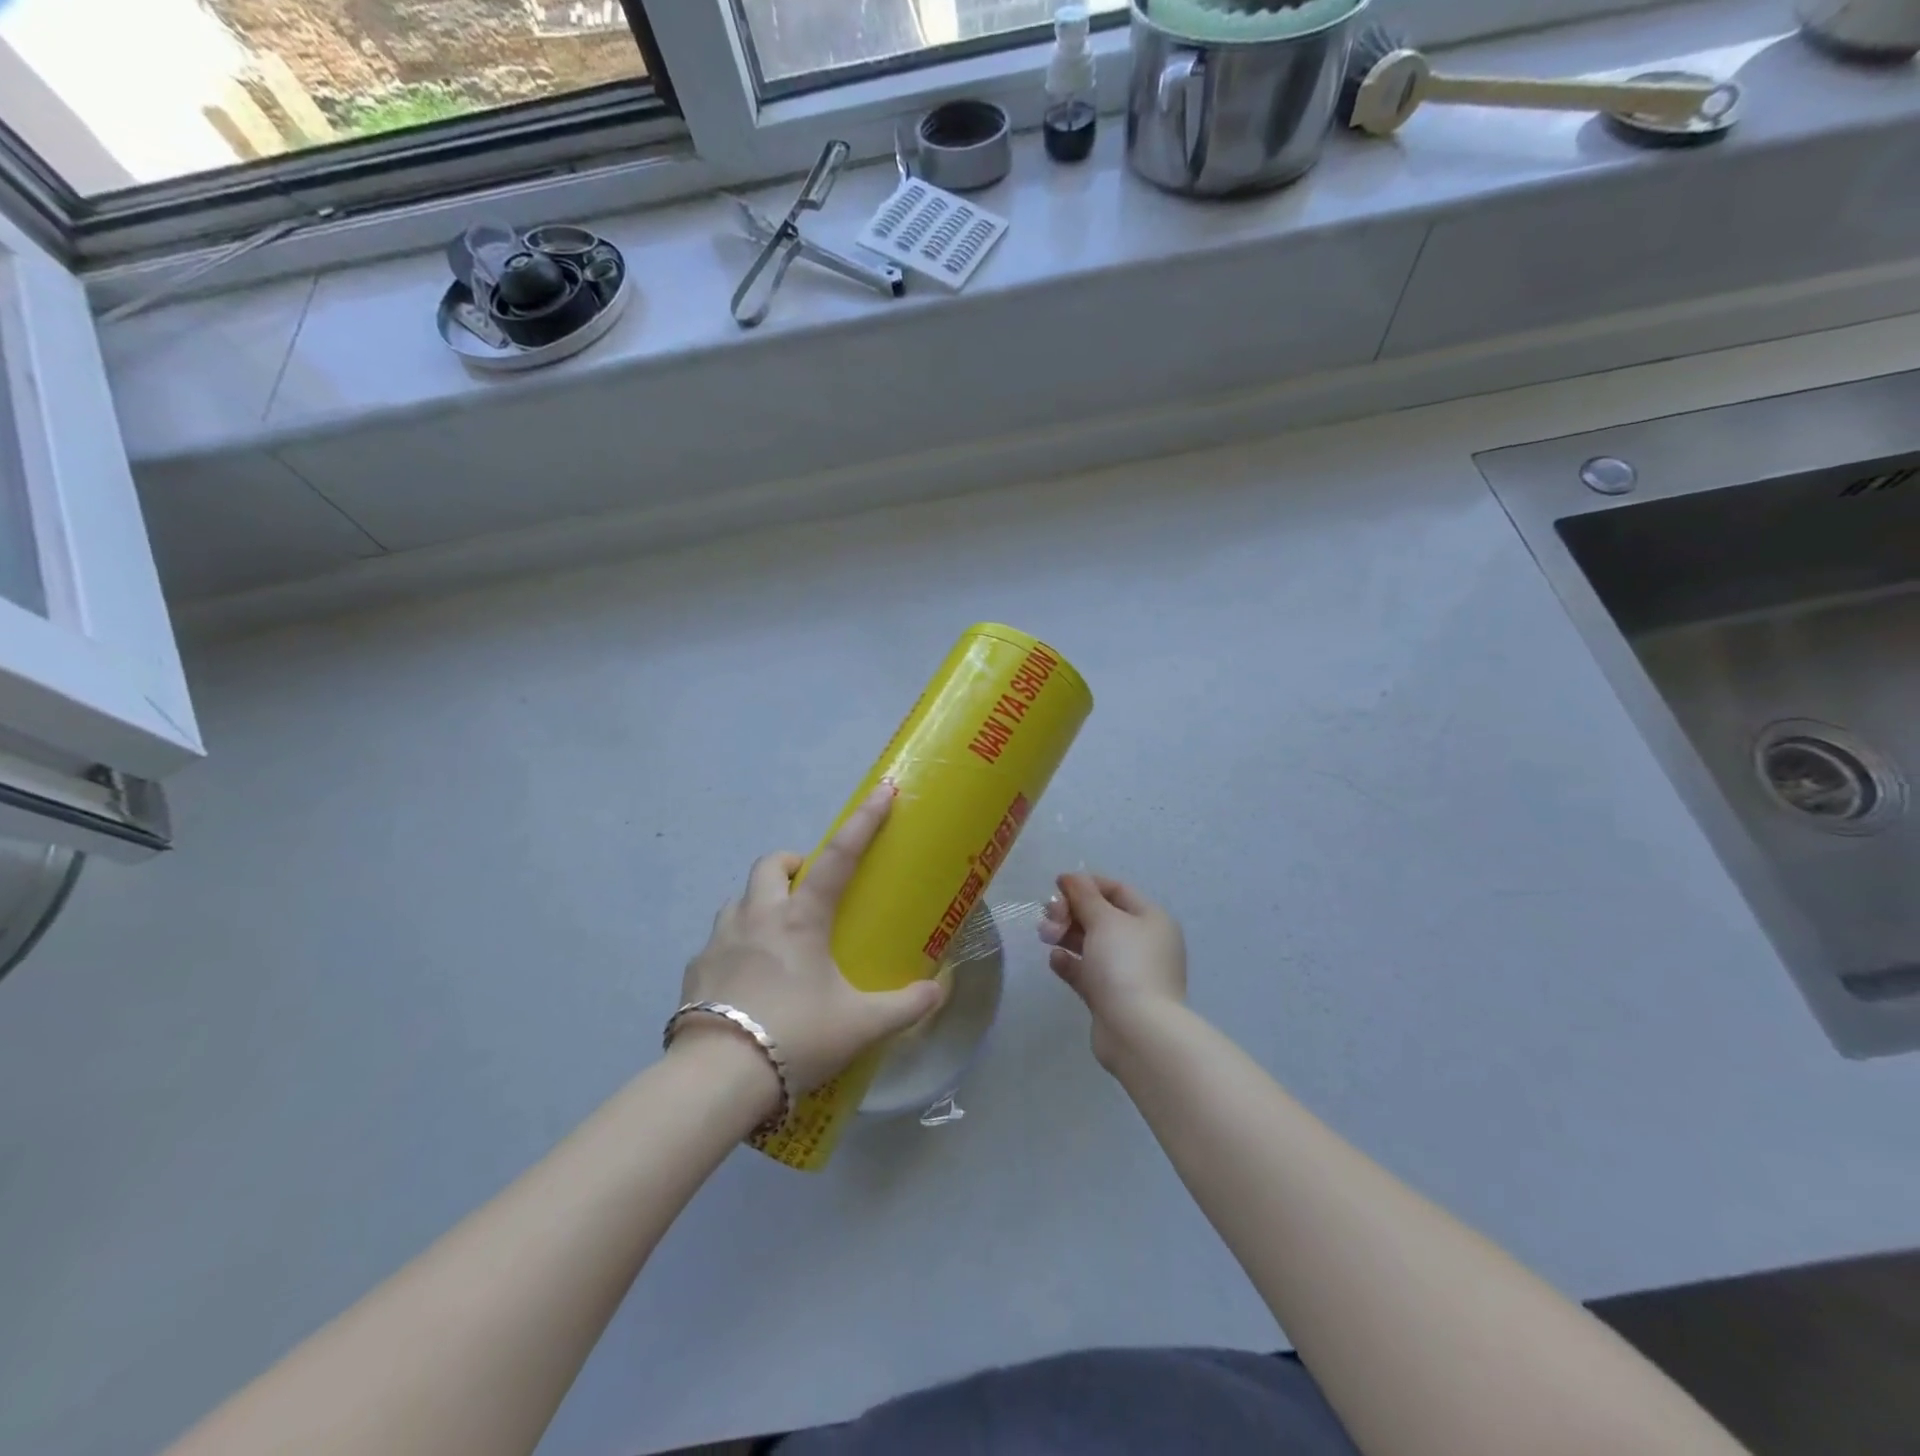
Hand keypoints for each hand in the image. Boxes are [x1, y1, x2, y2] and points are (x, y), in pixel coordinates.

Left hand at [675, 785, 946, 1105]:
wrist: (717, 1079)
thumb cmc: (796, 1037)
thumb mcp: (861, 1025)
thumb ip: (905, 1007)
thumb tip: (937, 992)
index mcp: (800, 919)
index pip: (838, 857)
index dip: (863, 822)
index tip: (882, 792)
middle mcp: (757, 917)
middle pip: (770, 865)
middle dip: (792, 865)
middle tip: (810, 889)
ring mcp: (719, 940)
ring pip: (739, 899)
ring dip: (760, 903)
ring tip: (778, 936)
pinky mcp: (695, 969)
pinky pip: (718, 939)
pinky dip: (737, 944)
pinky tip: (747, 979)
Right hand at [1039, 873, 1186, 1068]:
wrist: (1137, 1030)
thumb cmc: (1124, 963)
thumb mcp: (1103, 919)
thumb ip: (1084, 895)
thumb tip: (1071, 877)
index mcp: (1151, 920)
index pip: (1117, 890)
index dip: (1086, 884)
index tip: (1057, 885)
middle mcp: (1145, 944)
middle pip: (1103, 917)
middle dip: (1072, 912)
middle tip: (1048, 916)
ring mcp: (1130, 973)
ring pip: (1093, 945)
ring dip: (1067, 936)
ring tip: (1046, 936)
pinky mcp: (1113, 998)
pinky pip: (1088, 973)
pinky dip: (1071, 963)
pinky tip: (1055, 960)